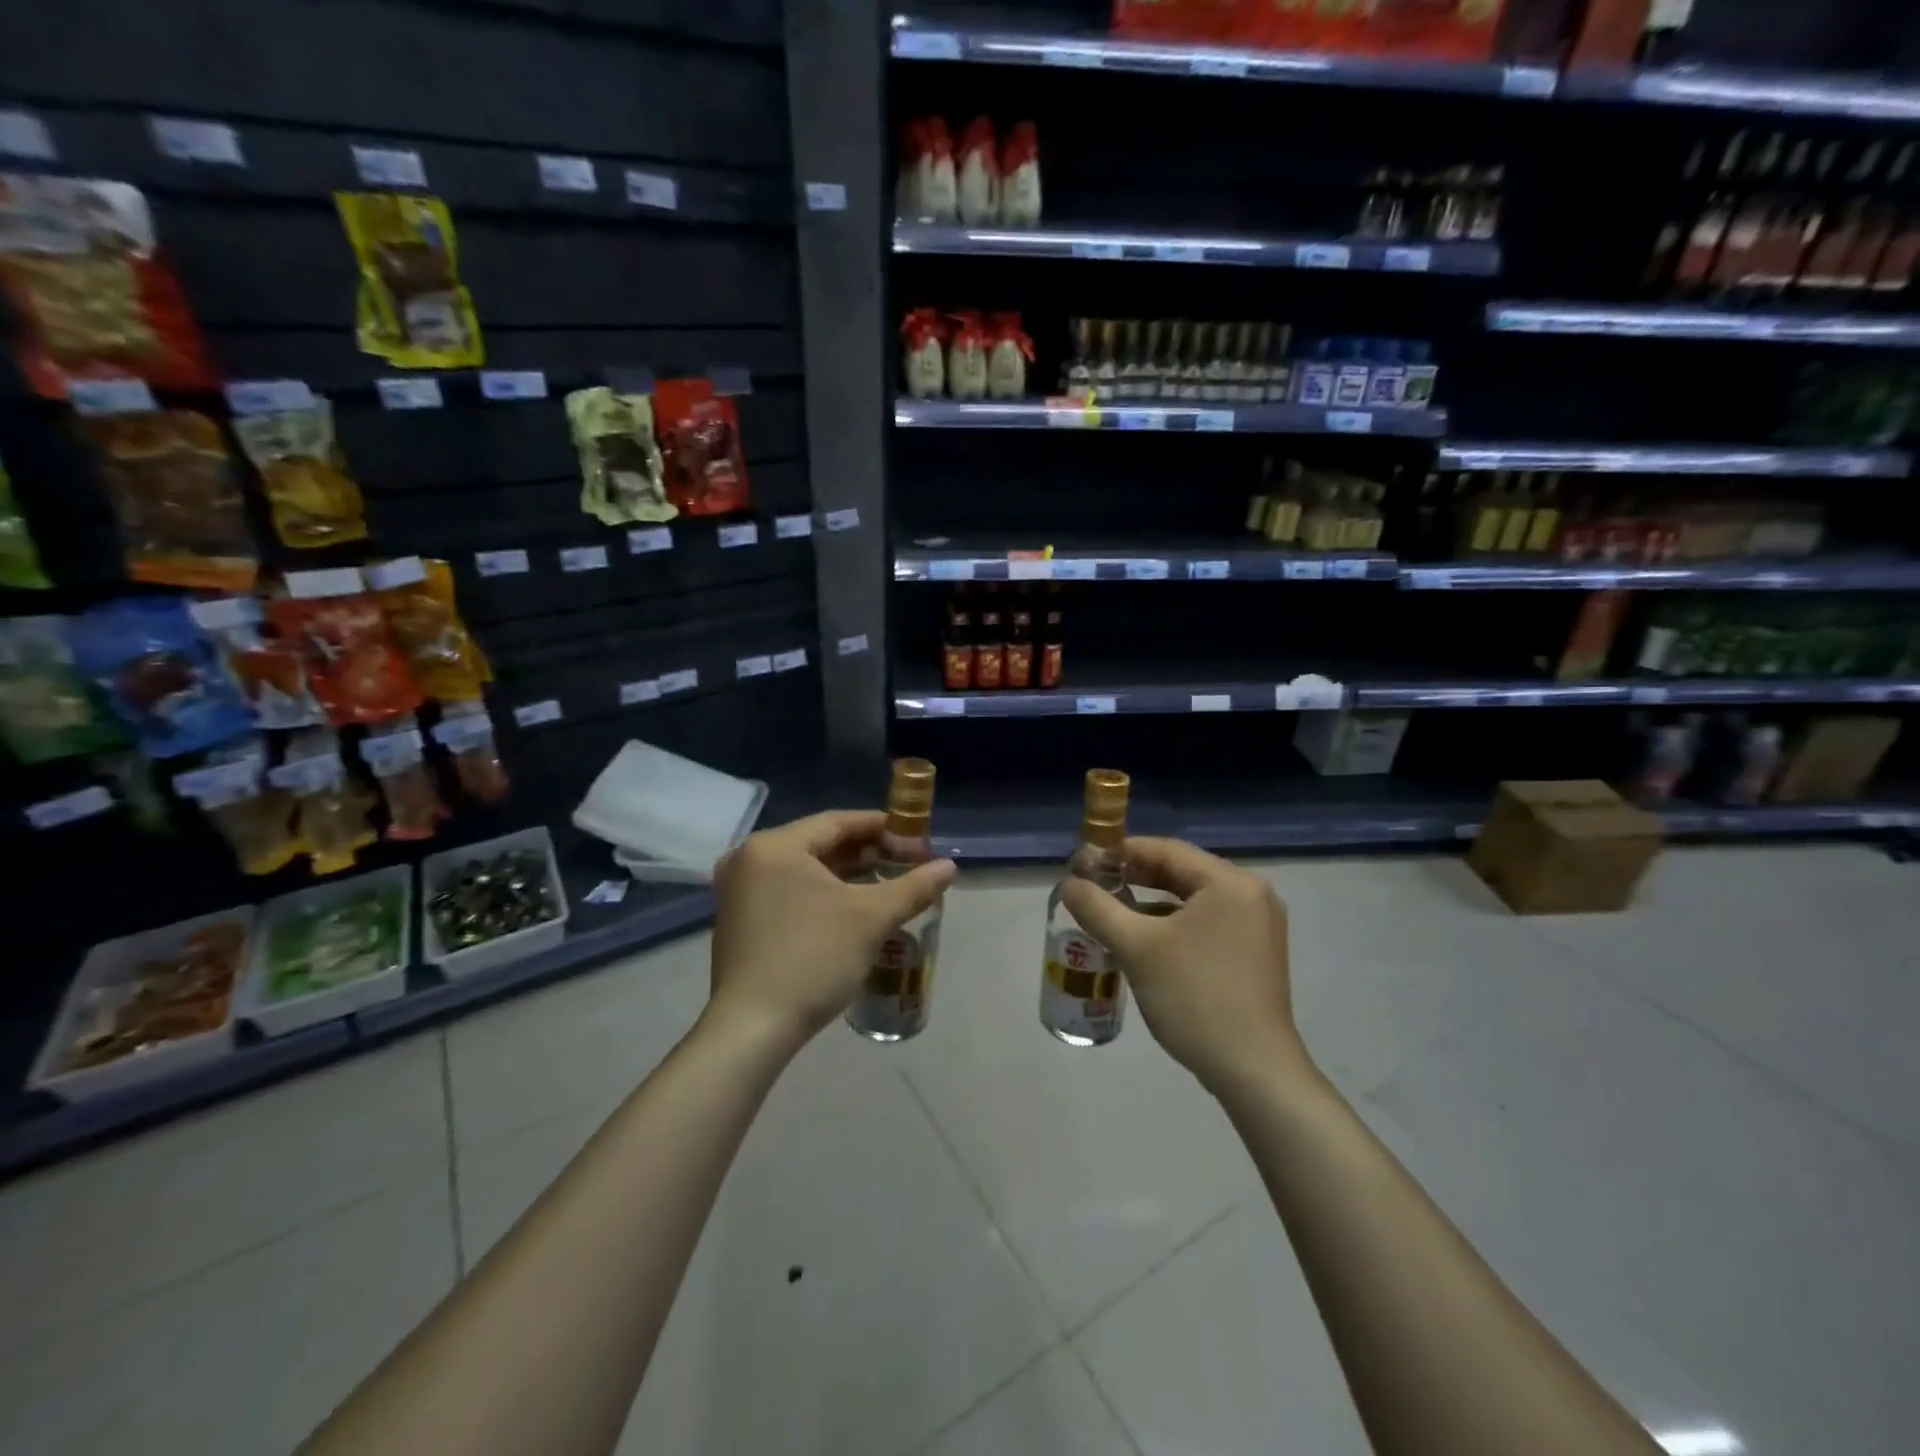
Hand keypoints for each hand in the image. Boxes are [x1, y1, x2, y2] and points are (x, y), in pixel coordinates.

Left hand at [707, 811, 955, 1051]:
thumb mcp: (871, 919)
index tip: (913, 835)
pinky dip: (820, 894)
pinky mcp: (739, 921)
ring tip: (885, 884)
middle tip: (904, 862)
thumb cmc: (812, 958)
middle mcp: (748, 859)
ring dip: (844, 875)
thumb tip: (949, 867)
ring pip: (803, 870)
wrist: (752, 1029)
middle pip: (818, 844)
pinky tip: (850, 910)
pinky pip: (787, 892)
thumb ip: (913, 887)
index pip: (836, 822)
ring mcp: (738, 892)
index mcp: (774, 846)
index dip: (879, 826)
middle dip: (864, 853)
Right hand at [1060, 837, 1310, 1096]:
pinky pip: (1204, 924)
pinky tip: (1141, 943)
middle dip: (1134, 877)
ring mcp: (1256, 927)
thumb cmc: (1195, 997)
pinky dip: (1171, 926)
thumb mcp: (1137, 948)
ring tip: (1109, 912)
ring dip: (1150, 902)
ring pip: (1191, 901)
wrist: (1253, 1072)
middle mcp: (1250, 896)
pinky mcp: (1253, 955)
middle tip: (1092, 885)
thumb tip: (1068, 884)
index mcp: (1230, 883)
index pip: (1166, 849)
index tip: (1084, 862)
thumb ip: (1098, 908)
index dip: (1120, 851)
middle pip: (1181, 872)